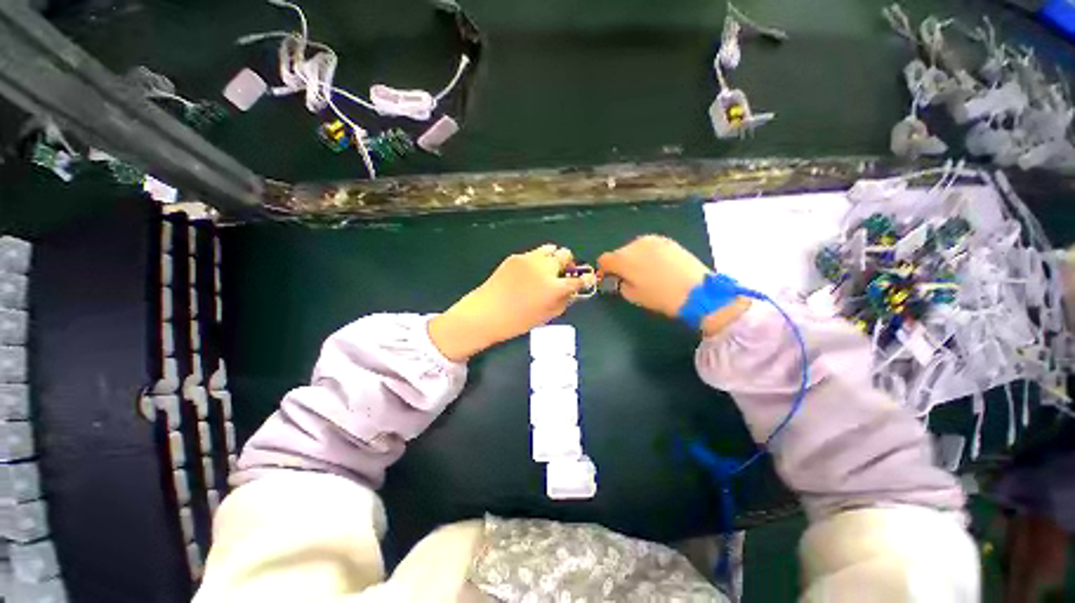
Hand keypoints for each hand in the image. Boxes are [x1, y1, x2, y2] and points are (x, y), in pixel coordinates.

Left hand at [429, 245, 593, 361]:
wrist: (486, 313)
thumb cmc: (517, 321)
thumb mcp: (546, 316)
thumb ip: (563, 302)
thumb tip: (571, 292)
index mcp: (554, 287)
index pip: (578, 279)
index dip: (585, 280)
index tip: (586, 280)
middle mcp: (545, 268)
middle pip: (565, 254)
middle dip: (568, 264)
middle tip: (562, 274)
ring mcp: (529, 259)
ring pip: (550, 249)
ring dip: (553, 258)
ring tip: (546, 270)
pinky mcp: (516, 256)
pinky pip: (533, 254)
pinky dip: (537, 261)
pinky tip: (528, 273)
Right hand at [598, 235, 749, 335]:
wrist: (696, 291)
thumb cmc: (660, 296)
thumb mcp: (632, 296)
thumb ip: (620, 284)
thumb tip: (620, 278)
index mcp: (622, 259)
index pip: (604, 260)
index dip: (604, 270)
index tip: (610, 279)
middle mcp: (635, 244)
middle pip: (619, 252)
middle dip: (620, 264)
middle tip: (629, 278)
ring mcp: (652, 240)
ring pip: (634, 248)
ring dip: (635, 258)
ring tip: (646, 272)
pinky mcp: (667, 240)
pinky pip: (649, 247)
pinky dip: (648, 255)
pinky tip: (659, 266)